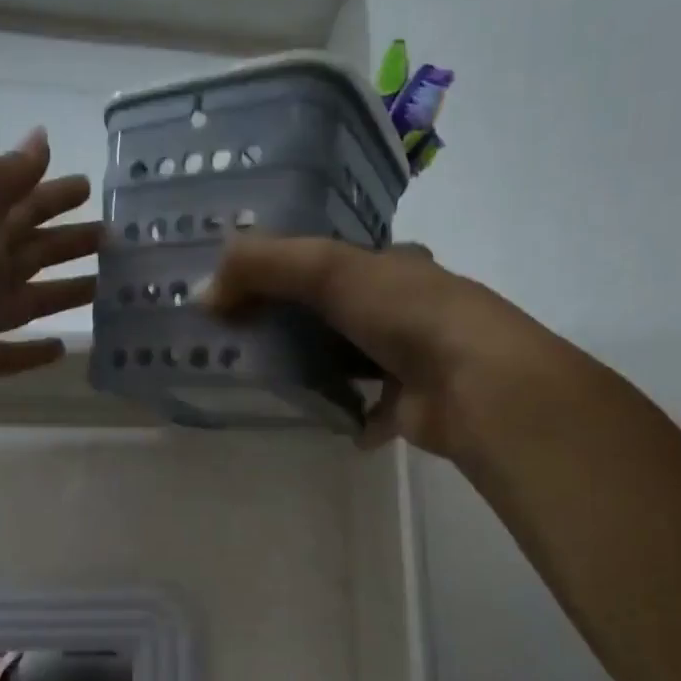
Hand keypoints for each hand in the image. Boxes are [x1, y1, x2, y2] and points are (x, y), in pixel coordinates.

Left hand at [0, 128, 98, 484]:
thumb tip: (39, 137)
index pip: (19, 208)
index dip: (52, 195)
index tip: (92, 187)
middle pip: (26, 251)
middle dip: (66, 241)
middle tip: (112, 238)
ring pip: (24, 300)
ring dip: (60, 292)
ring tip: (101, 290)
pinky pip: (9, 353)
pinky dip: (34, 349)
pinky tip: (60, 349)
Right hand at [202, 236, 568, 459]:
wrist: (476, 383)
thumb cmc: (405, 312)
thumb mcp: (327, 270)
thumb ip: (262, 267)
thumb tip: (203, 293)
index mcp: (394, 265)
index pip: (335, 259)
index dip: (290, 267)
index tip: (247, 286)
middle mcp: (408, 307)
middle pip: (342, 310)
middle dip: (300, 321)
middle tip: (246, 336)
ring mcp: (414, 359)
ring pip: (356, 359)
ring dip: (322, 367)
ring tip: (270, 378)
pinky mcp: (415, 407)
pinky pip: (373, 410)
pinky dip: (352, 416)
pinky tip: (325, 421)